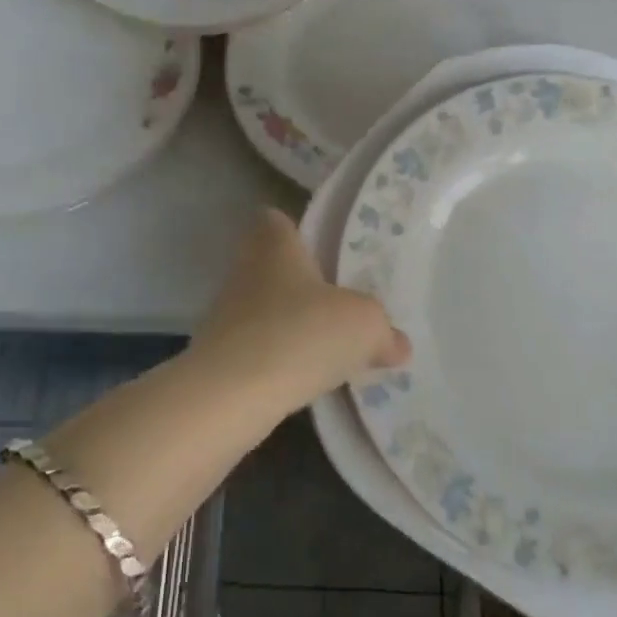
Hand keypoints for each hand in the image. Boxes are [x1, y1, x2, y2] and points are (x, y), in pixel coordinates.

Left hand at [190, 209, 410, 412]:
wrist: (230, 396)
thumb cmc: (300, 334)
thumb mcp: (364, 326)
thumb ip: (384, 330)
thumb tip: (398, 344)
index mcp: (275, 246)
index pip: (276, 219)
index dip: (296, 229)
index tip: (322, 247)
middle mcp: (245, 272)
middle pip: (270, 265)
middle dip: (298, 282)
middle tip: (336, 301)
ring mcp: (225, 316)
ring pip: (263, 309)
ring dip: (288, 323)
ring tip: (325, 346)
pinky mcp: (218, 358)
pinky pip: (255, 349)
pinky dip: (276, 359)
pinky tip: (303, 379)